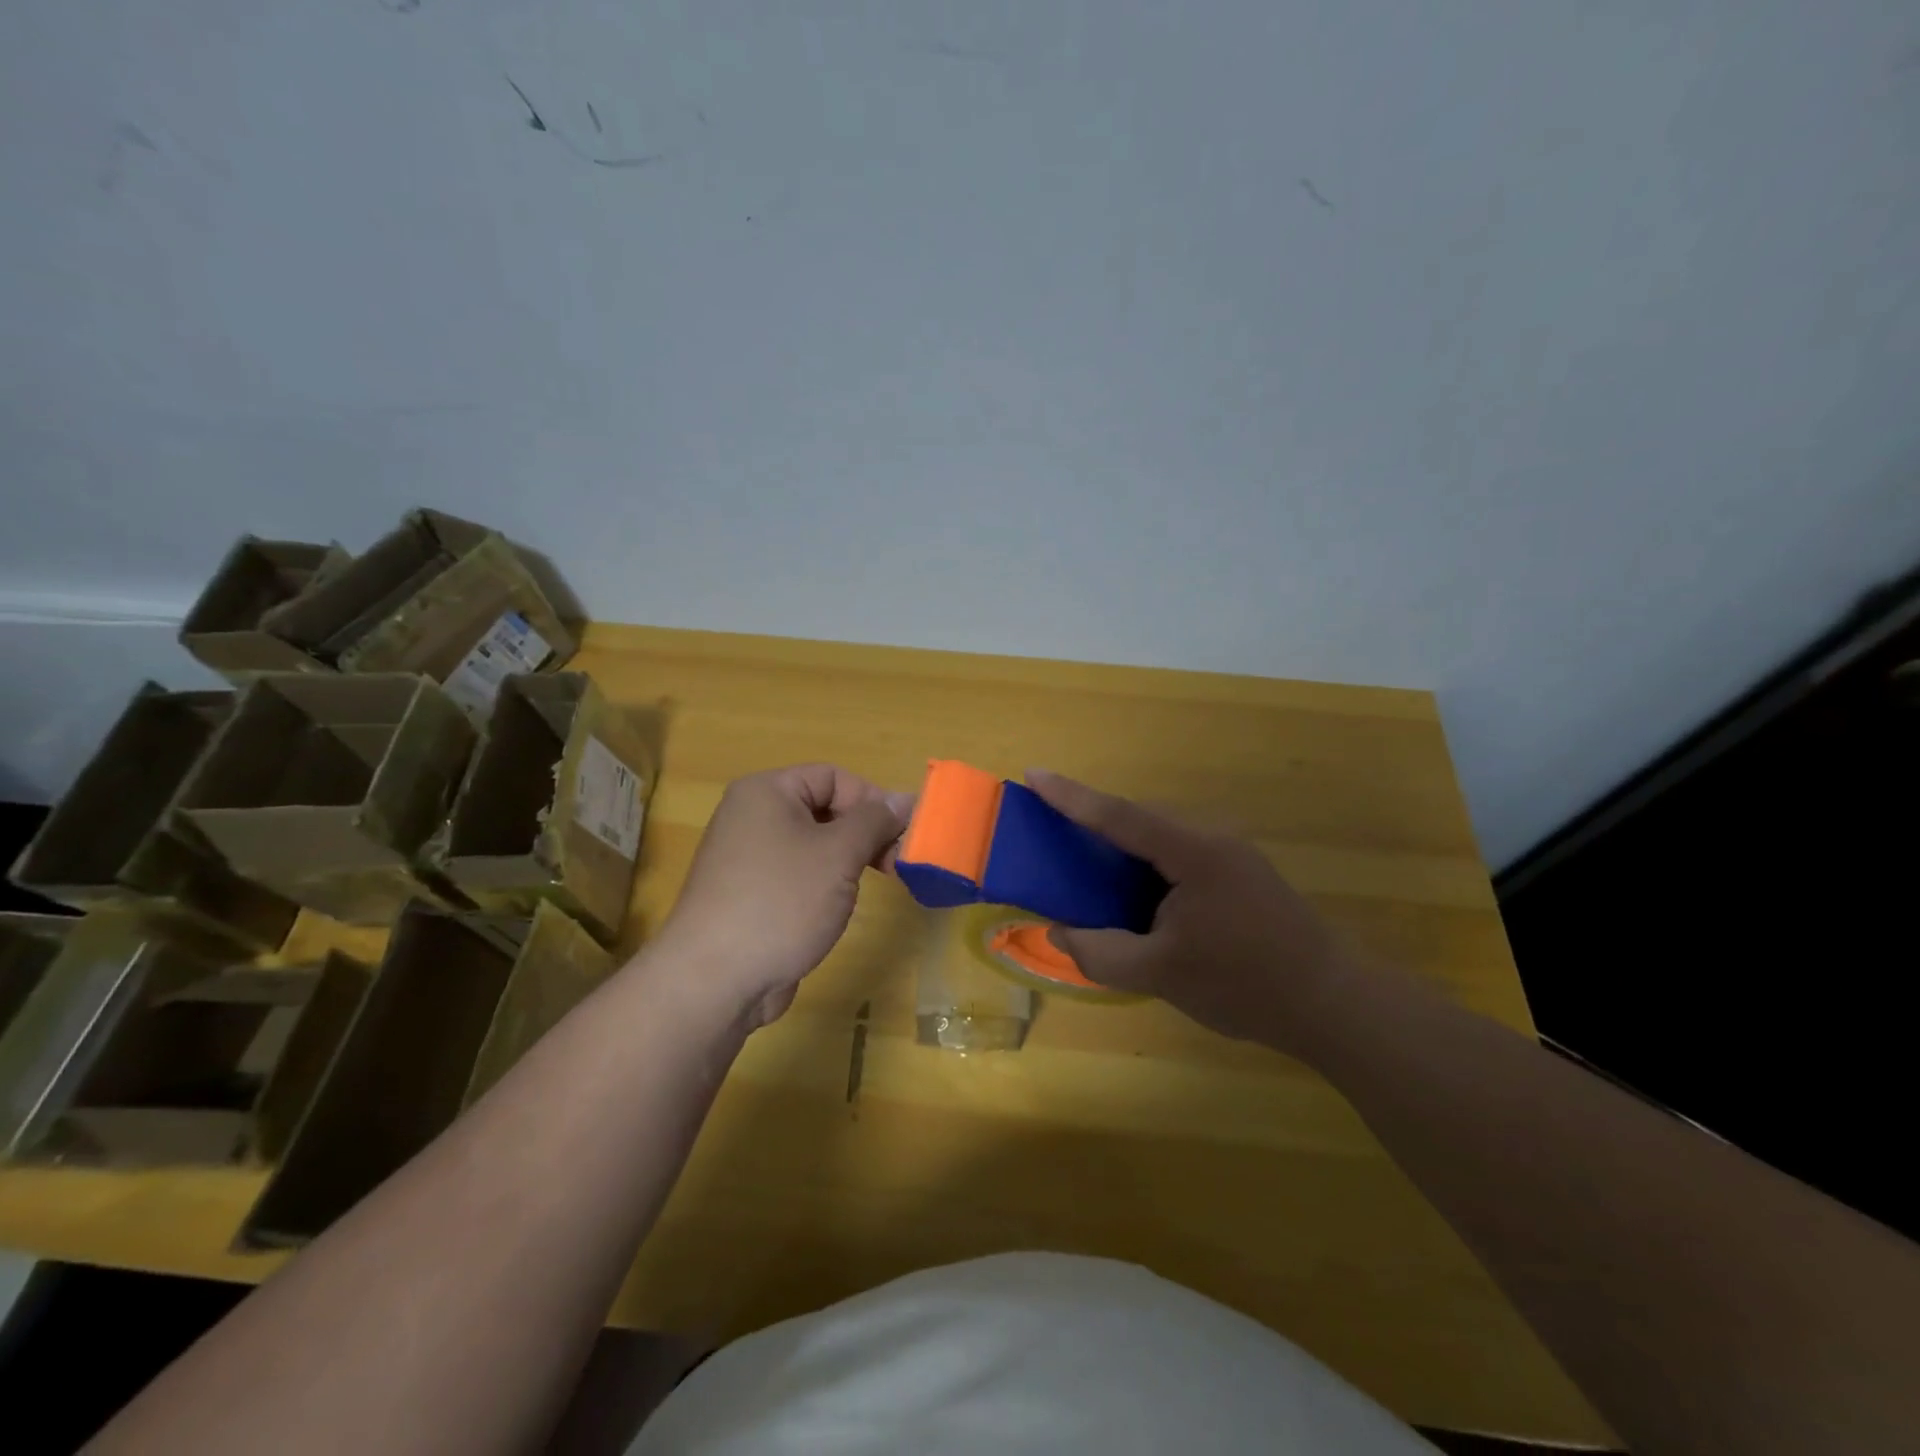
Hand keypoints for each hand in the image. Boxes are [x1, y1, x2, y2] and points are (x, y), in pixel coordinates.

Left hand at [649, 765, 912, 1027]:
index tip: (903, 834)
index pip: (834, 777)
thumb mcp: (838, 854)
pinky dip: (826, 883)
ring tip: (876, 884)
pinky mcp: (751, 895)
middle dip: (866, 832)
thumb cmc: (780, 901)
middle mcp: (752, 817)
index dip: (872, 800)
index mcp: (766, 792)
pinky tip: (838, 907)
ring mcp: (748, 858)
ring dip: (850, 859)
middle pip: (824, 808)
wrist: (714, 981)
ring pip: (814, 844)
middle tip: (898, 863)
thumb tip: (906, 799)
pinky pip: (799, 874)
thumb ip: (875, 821)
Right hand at [1027, 770, 1351, 1055]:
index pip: (1119, 816)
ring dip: (1121, 847)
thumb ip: (1102, 953)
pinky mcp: (1239, 875)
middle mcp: (1212, 840)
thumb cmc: (1246, 984)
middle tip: (1051, 831)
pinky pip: (1177, 857)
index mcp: (1193, 853)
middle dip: (1092, 820)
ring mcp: (1231, 856)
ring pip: (1159, 839)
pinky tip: (1133, 895)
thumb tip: (1059, 934)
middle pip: (1139, 820)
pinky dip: (1145, 867)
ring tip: (1084, 866)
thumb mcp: (1162, 975)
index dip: (1072, 796)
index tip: (1034, 774)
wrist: (1334, 1003)